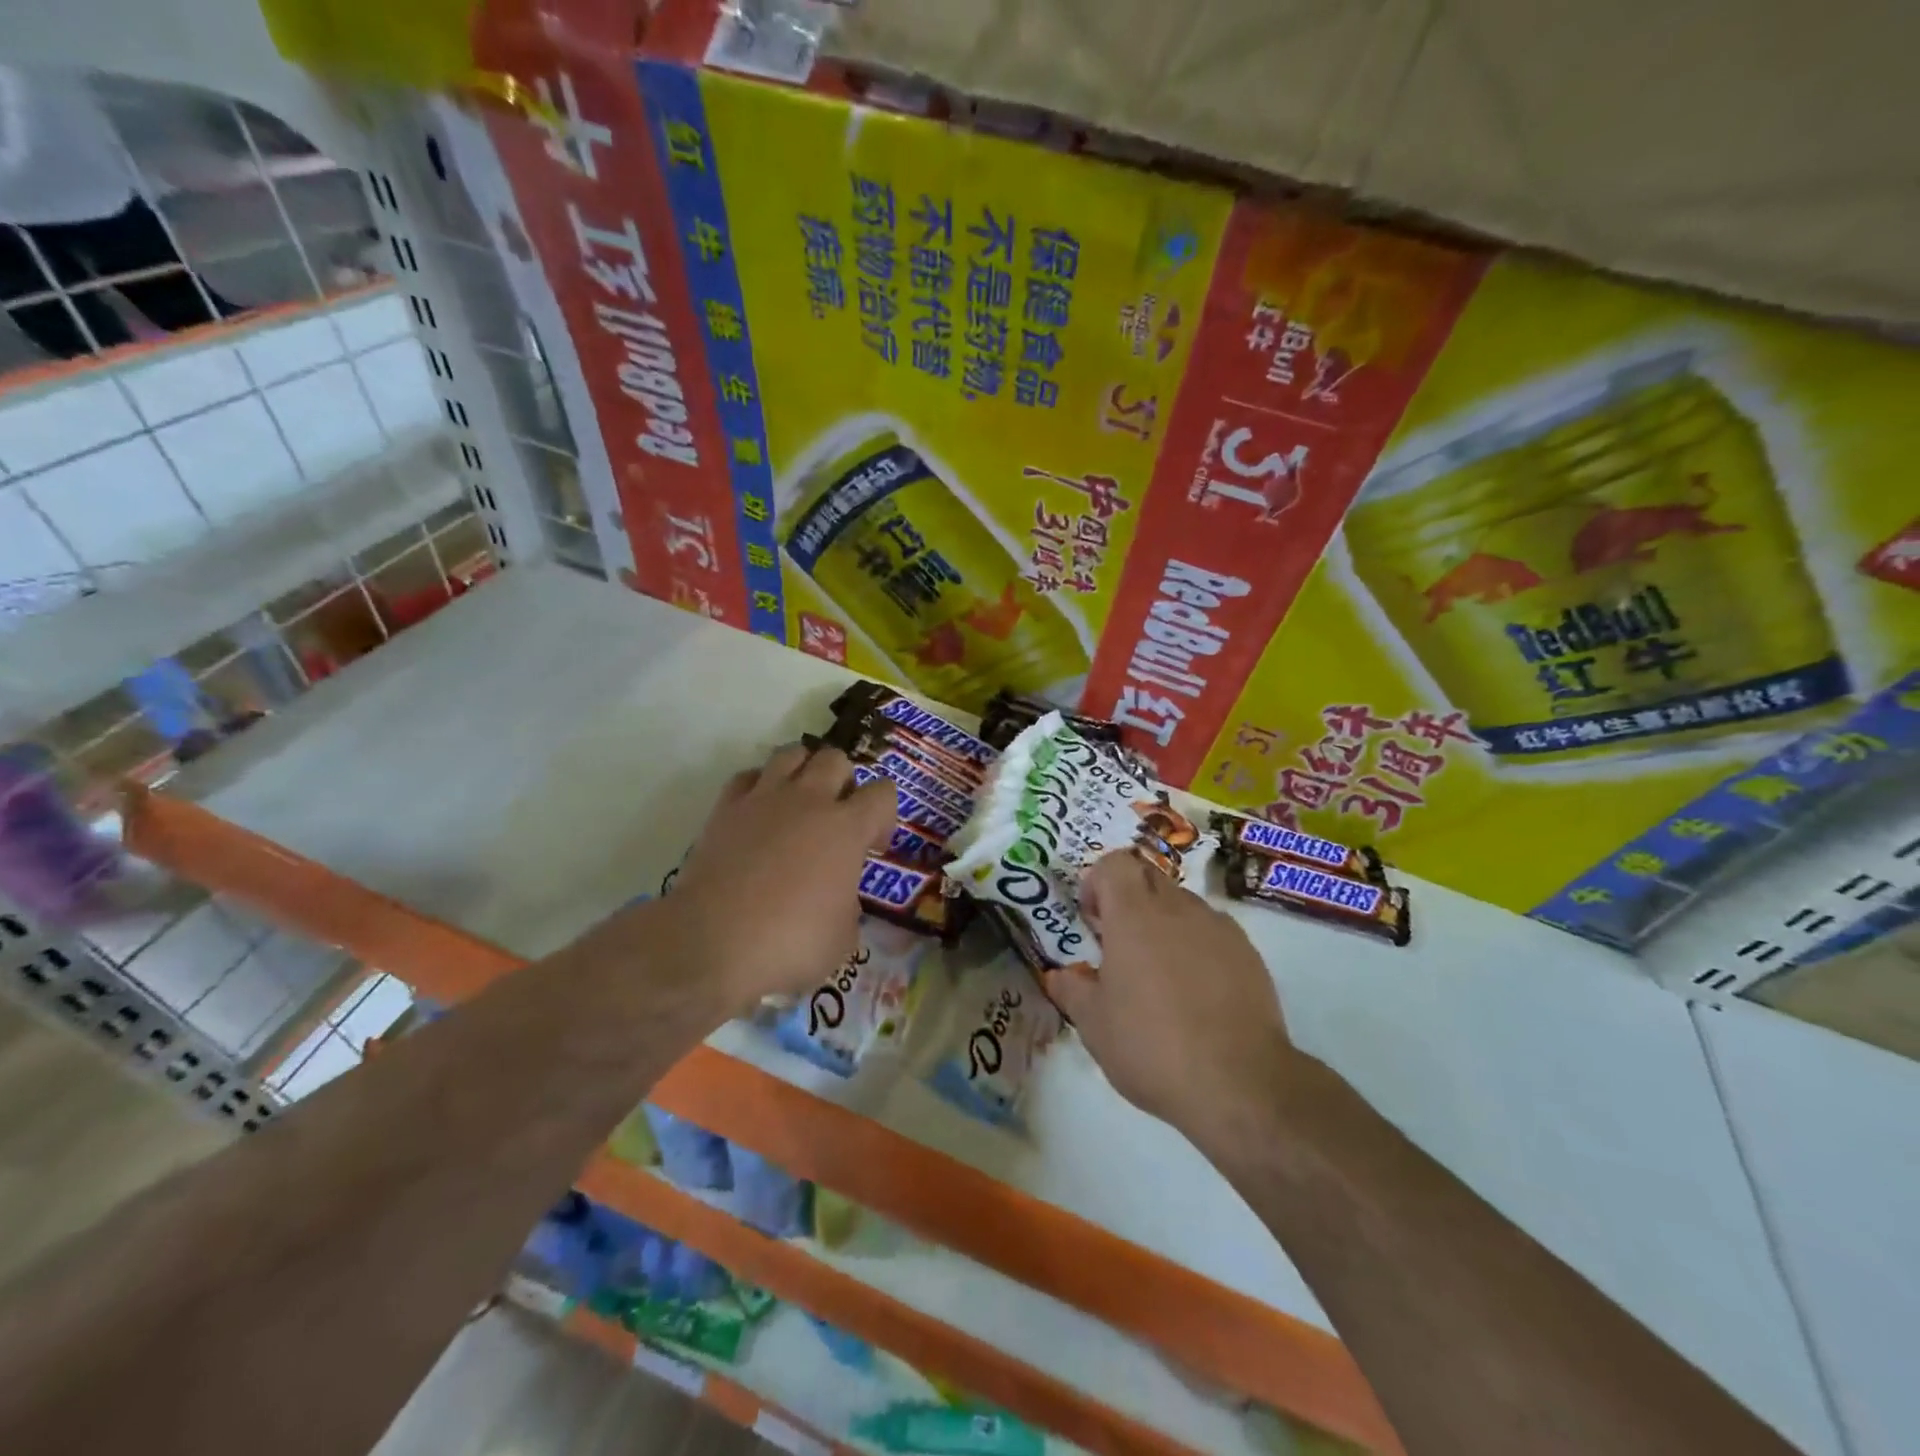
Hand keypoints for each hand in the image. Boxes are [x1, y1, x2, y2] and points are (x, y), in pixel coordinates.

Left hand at [655, 744, 896, 1017]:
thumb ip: (848, 905)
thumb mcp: (843, 938)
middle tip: (836, 818)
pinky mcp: (725, 808)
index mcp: (846, 828)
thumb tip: (837, 896)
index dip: (884, 815)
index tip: (872, 846)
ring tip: (799, 802)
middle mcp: (809, 801)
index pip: (883, 793)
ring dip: (803, 770)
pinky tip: (759, 812)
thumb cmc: (789, 944)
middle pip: (836, 759)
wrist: (711, 943)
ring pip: (792, 752)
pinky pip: (748, 776)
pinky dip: (760, 786)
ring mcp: (764, 799)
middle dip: (844, 782)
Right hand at [1042, 851, 1299, 1142]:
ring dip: (1164, 923)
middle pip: (1148, 877)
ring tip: (1160, 975)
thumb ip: (1071, 989)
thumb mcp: (1093, 1025)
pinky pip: (1213, 931)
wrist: (1239, 1083)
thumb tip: (1060, 975)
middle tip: (1120, 946)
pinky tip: (1196, 992)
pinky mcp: (1249, 953)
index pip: (1114, 863)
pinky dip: (1197, 946)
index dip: (1097, 883)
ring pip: (1182, 904)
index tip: (1093, 922)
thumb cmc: (1152, 1046)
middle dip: (1129, 900)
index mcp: (1134, 915)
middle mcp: (1178, 908)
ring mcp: (1218, 928)